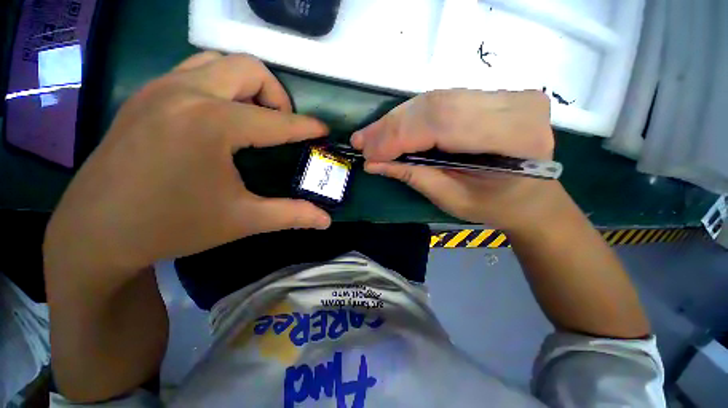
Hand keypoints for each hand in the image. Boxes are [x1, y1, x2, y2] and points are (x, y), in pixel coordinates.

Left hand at [44, 52, 331, 276]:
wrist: (97, 231)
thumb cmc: (172, 225)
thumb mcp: (243, 220)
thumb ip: (292, 215)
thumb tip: (326, 221)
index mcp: (212, 124)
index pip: (277, 121)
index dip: (306, 126)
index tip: (323, 130)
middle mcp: (186, 93)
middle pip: (250, 69)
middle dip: (277, 96)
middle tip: (282, 126)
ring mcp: (160, 89)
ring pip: (219, 62)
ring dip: (247, 86)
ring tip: (254, 118)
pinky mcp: (145, 96)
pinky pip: (194, 71)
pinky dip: (219, 86)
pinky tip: (221, 117)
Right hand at [351, 89, 556, 230]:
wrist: (531, 197)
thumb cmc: (495, 205)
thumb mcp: (452, 198)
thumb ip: (414, 176)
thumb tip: (374, 164)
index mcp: (514, 137)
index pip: (443, 124)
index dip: (399, 137)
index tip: (368, 152)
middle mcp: (514, 105)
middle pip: (437, 104)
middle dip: (392, 126)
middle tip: (363, 141)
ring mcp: (507, 94)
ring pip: (436, 98)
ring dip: (398, 119)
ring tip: (372, 136)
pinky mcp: (495, 94)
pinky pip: (443, 100)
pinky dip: (413, 115)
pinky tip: (393, 127)